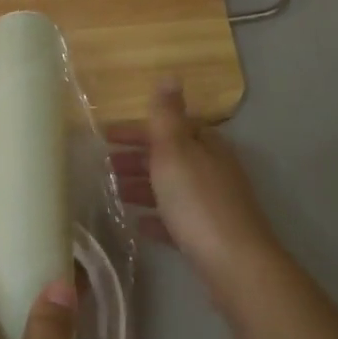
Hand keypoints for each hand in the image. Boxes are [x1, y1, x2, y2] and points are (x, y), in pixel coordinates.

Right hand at [111, 80, 284, 309]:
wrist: (234, 263)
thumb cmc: (198, 202)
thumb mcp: (176, 152)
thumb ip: (167, 116)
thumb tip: (170, 75)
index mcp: (206, 146)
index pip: (169, 128)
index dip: (136, 130)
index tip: (104, 136)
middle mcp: (213, 171)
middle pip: (170, 158)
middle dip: (137, 159)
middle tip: (103, 165)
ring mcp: (212, 204)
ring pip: (172, 188)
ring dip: (143, 187)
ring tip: (114, 194)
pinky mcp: (208, 235)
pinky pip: (176, 220)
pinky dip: (156, 218)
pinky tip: (138, 225)